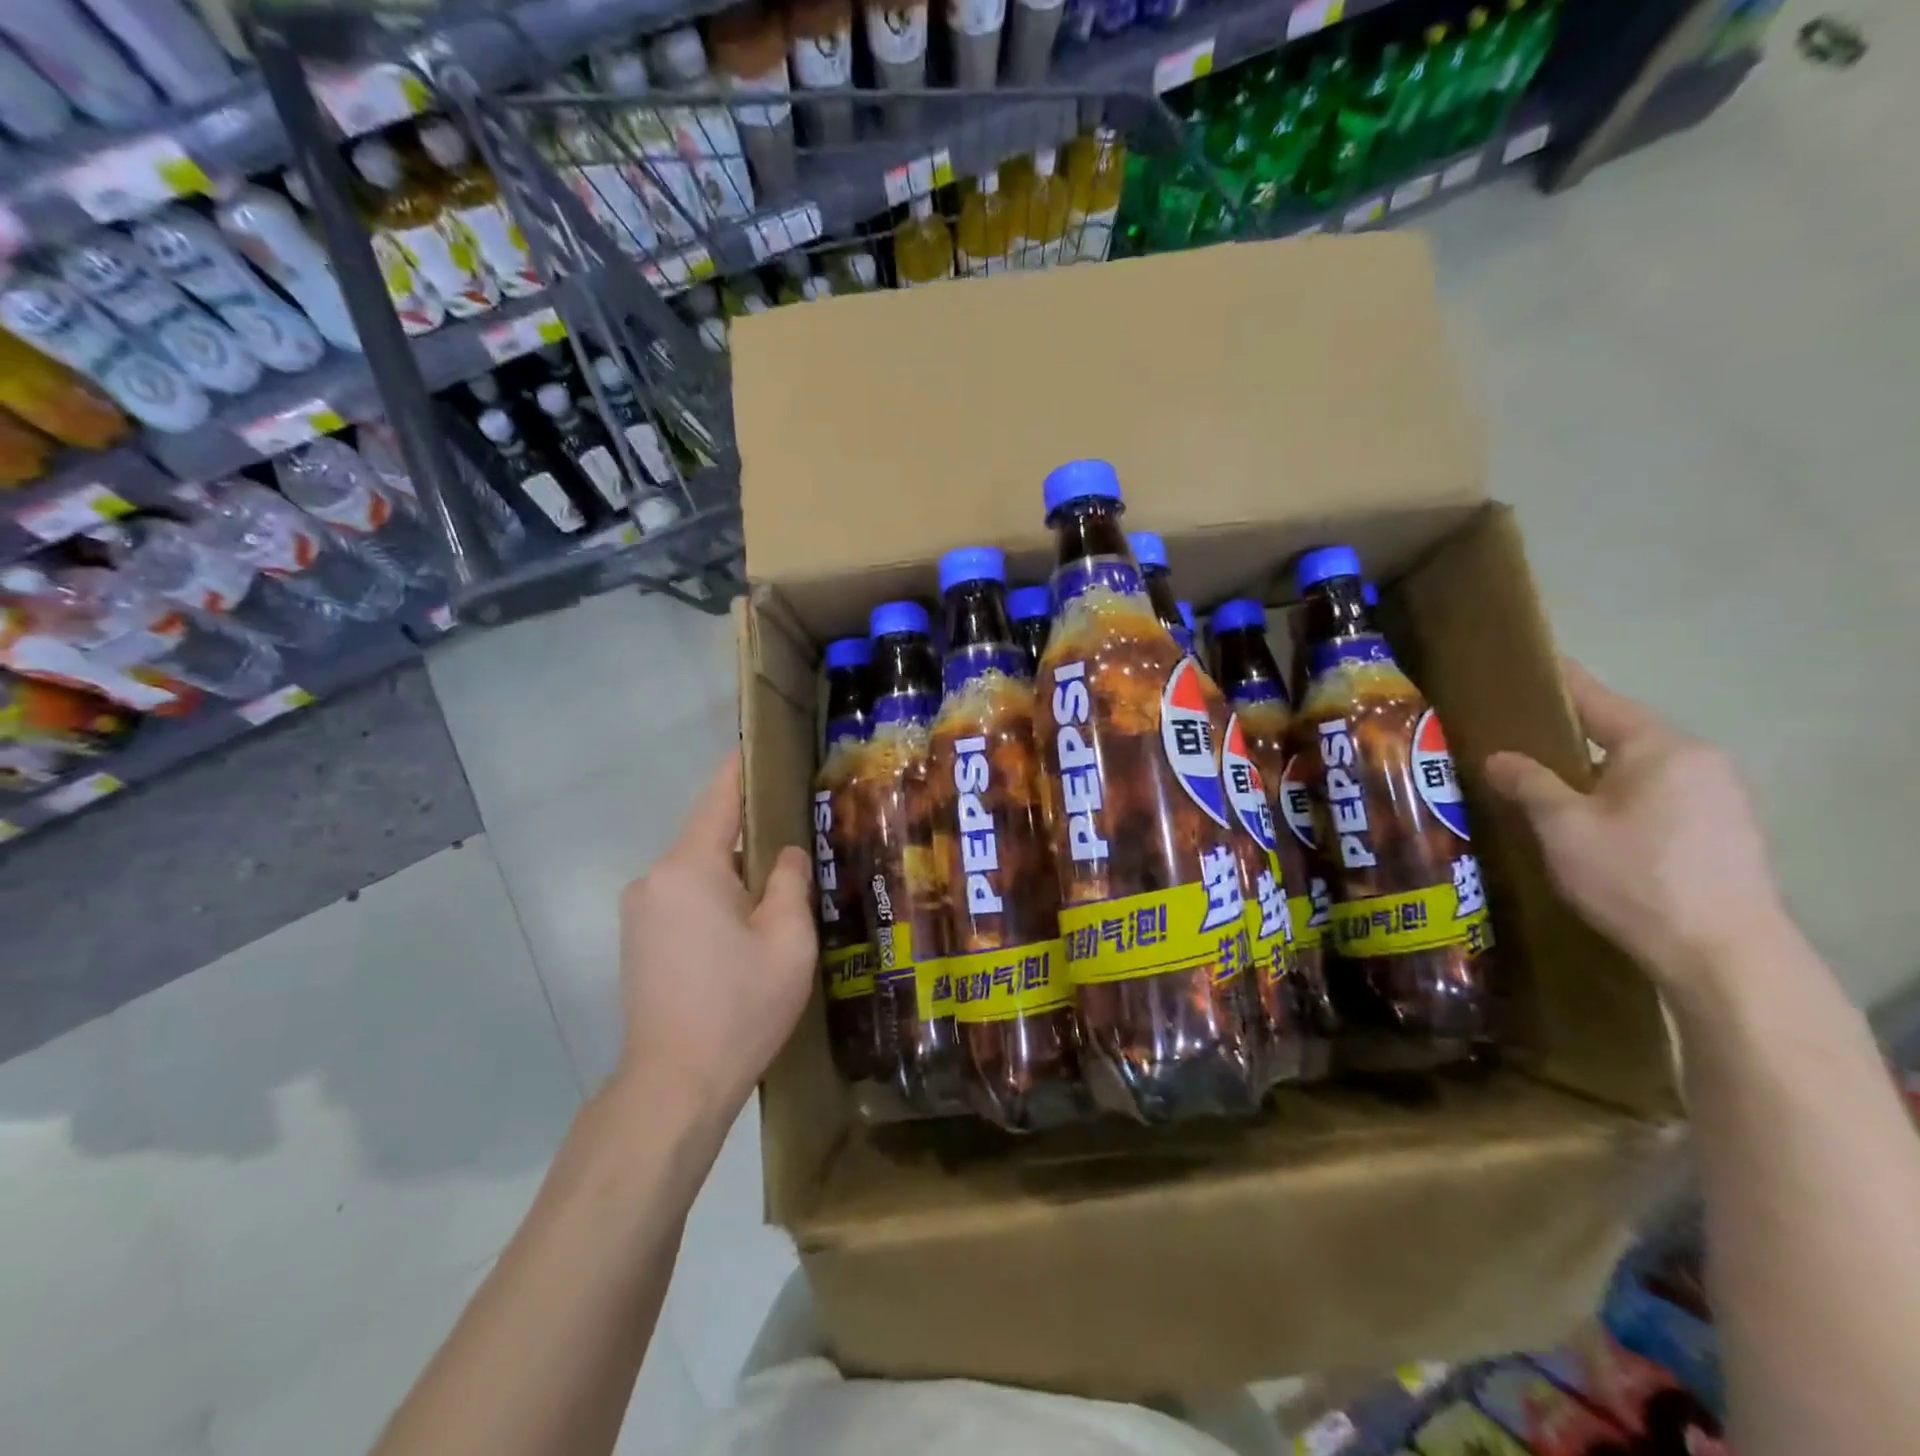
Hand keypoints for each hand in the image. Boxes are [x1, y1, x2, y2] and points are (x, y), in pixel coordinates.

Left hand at [615, 751, 816, 1123]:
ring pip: (698, 870)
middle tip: (800, 835)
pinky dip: (715, 896)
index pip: (719, 798)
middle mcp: (654, 878)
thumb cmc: (739, 1006)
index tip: (764, 744)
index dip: (743, 768)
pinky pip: (683, 897)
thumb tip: (786, 853)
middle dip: (752, 832)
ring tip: (780, 887)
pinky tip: (746, 925)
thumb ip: (789, 882)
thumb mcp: (787, 940)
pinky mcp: (637, 940)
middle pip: (710, 836)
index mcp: (689, 868)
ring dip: (735, 872)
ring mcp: (640, 911)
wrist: (673, 1086)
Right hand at [1485, 661, 1786, 995]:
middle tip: (1514, 743)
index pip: (1597, 700)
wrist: (1722, 954)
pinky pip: (1657, 798)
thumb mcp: (1562, 826)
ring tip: (1542, 788)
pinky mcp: (1724, 833)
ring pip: (1637, 770)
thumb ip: (1528, 783)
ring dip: (1592, 775)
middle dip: (1567, 739)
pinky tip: (1588, 826)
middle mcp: (1699, 762)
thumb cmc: (1634, 876)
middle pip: (1619, 735)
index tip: (1525, 666)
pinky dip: (1617, 800)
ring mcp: (1720, 798)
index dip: (1557, 683)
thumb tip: (1499, 757)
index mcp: (1661, 748)